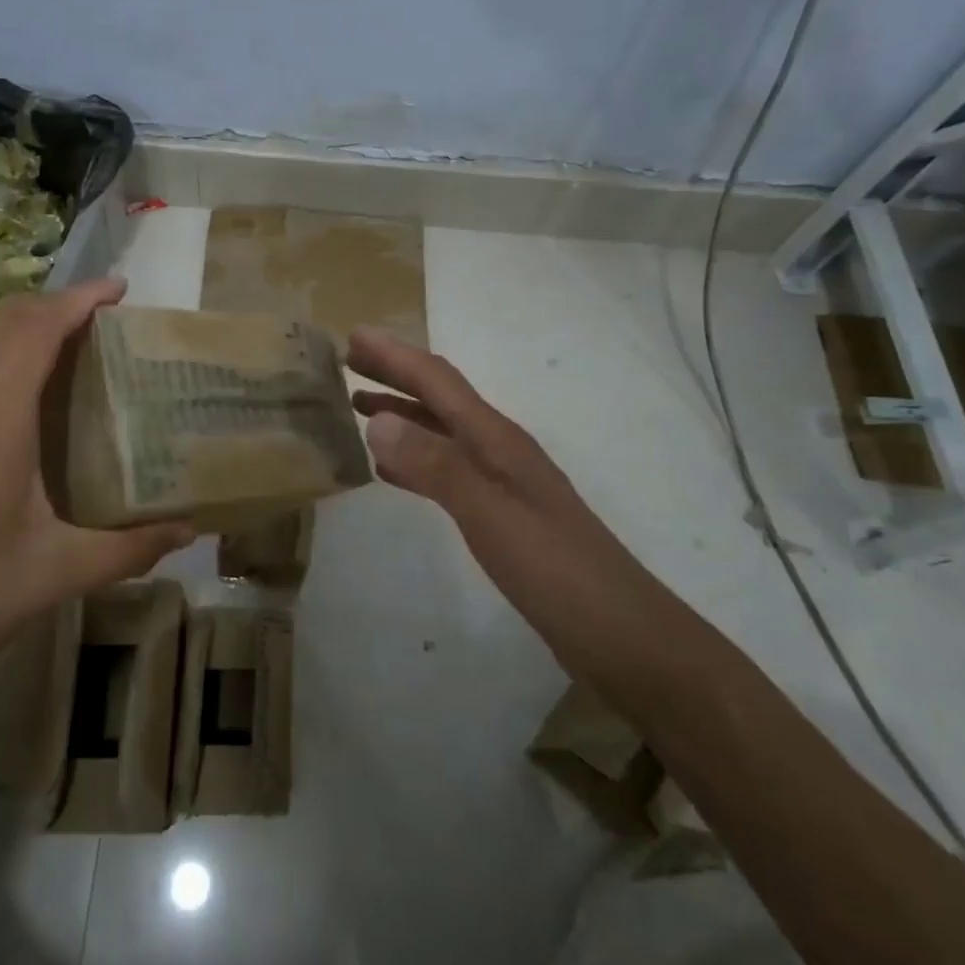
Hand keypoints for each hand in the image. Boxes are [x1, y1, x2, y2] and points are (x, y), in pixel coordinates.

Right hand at [347, 325, 663, 670]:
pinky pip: (443, 469)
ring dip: (400, 412)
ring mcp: (498, 481)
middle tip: (348, 362)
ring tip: (357, 406)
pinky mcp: (497, 512)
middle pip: (439, 398)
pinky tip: (389, 469)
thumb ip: (434, 466)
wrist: (616, 630)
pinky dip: (412, 458)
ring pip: (439, 432)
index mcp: (495, 438)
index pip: (438, 381)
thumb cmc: (553, 567)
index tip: (353, 334)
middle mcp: (496, 448)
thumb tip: (376, 420)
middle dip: (394, 374)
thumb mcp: (490, 513)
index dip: (395, 356)